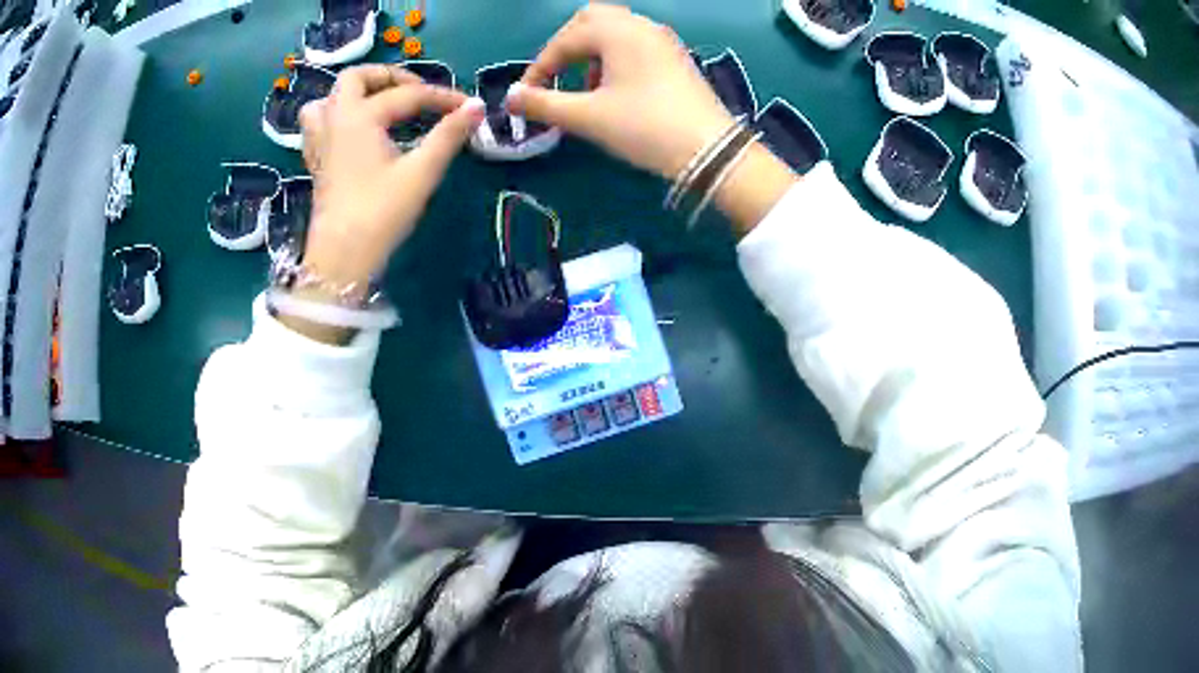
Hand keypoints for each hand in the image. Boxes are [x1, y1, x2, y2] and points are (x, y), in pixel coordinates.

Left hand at [299, 65, 484, 286]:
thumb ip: (448, 135)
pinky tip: (354, 132)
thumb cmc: (380, 213)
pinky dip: (335, 117)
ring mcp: (320, 141)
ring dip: (352, 95)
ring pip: (326, 99)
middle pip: (354, 78)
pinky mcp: (316, 163)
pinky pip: (317, 125)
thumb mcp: (420, 172)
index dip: (442, 98)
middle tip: (414, 91)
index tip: (468, 107)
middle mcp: (335, 120)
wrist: (341, 259)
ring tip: (376, 104)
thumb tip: (476, 106)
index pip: (408, 94)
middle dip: (387, 76)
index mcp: (360, 117)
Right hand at [507, 5, 796, 232]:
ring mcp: (662, 39)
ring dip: (592, 51)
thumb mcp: (587, 117)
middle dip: (567, 46)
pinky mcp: (676, 56)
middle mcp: (640, 25)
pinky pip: (636, 43)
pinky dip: (616, 57)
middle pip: (592, 20)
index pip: (564, 40)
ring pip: (616, 30)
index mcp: (617, 31)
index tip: (526, 97)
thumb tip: (509, 97)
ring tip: (587, 88)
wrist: (711, 151)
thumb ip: (542, 104)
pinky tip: (616, 89)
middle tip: (556, 77)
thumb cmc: (645, 127)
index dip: (539, 68)